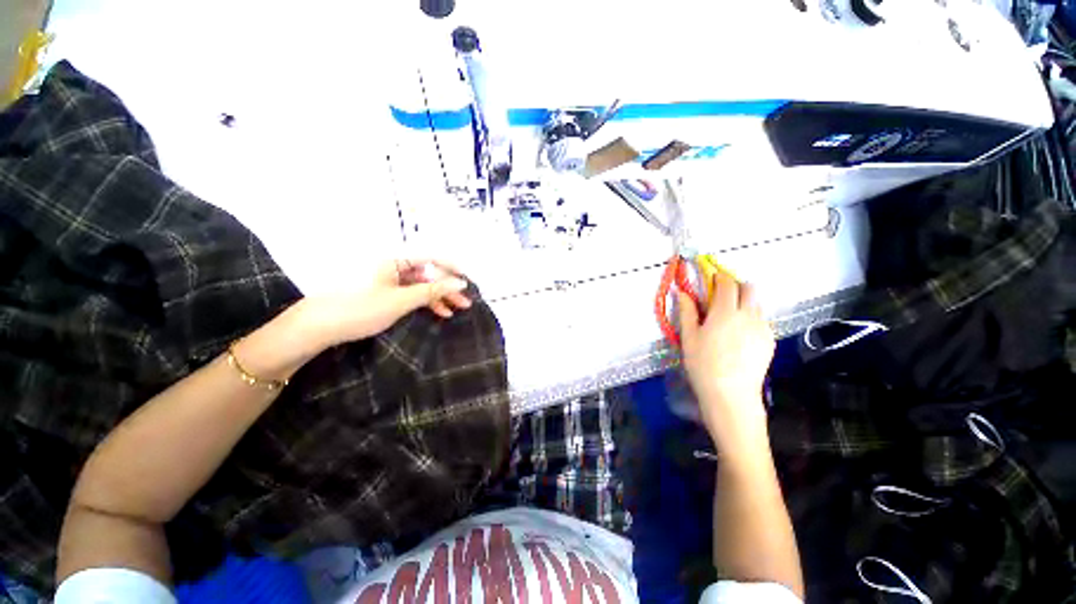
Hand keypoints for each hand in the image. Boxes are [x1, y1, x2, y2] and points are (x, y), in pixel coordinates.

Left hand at [298, 258, 471, 348]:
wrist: (317, 327)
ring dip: (438, 297)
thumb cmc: (360, 309)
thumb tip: (461, 283)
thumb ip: (433, 291)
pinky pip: (411, 293)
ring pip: (421, 285)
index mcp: (395, 260)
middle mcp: (393, 266)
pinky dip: (425, 302)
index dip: (452, 268)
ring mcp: (389, 280)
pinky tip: (437, 312)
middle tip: (466, 303)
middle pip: (428, 273)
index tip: (469, 282)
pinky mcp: (385, 293)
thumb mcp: (401, 300)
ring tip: (455, 310)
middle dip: (447, 287)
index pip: (432, 258)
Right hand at [678, 271, 774, 444]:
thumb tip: (682, 291)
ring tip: (729, 319)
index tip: (711, 279)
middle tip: (721, 297)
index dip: (719, 277)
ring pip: (757, 304)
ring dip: (744, 302)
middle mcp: (749, 315)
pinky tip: (739, 336)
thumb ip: (687, 311)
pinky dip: (751, 318)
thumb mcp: (689, 337)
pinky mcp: (770, 340)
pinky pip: (761, 320)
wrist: (731, 395)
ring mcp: (763, 328)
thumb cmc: (703, 364)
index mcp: (725, 312)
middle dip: (736, 286)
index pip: (727, 283)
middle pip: (749, 288)